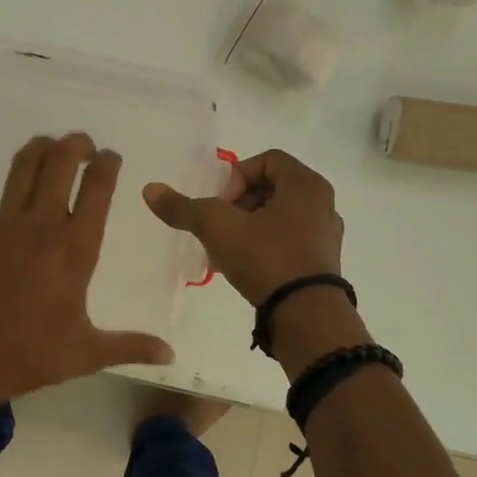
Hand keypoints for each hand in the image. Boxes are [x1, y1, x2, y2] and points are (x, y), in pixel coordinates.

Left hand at [0, 133, 174, 408]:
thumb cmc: (31, 354)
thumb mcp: (87, 353)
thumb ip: (130, 346)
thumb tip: (170, 354)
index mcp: (76, 248)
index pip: (97, 189)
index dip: (107, 164)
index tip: (111, 157)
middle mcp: (42, 225)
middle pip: (60, 164)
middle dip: (75, 145)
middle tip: (82, 144)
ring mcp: (2, 224)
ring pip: (21, 168)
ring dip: (37, 149)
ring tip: (47, 145)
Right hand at [143, 149, 343, 305]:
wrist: (306, 315)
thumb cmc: (266, 257)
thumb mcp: (216, 227)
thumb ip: (182, 207)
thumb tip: (149, 190)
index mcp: (306, 184)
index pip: (265, 160)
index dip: (235, 178)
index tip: (221, 206)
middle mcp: (322, 202)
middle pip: (269, 188)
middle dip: (237, 206)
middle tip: (221, 228)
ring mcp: (326, 234)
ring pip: (277, 217)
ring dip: (247, 228)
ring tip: (227, 252)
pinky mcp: (323, 262)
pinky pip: (288, 241)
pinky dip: (265, 247)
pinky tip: (246, 268)